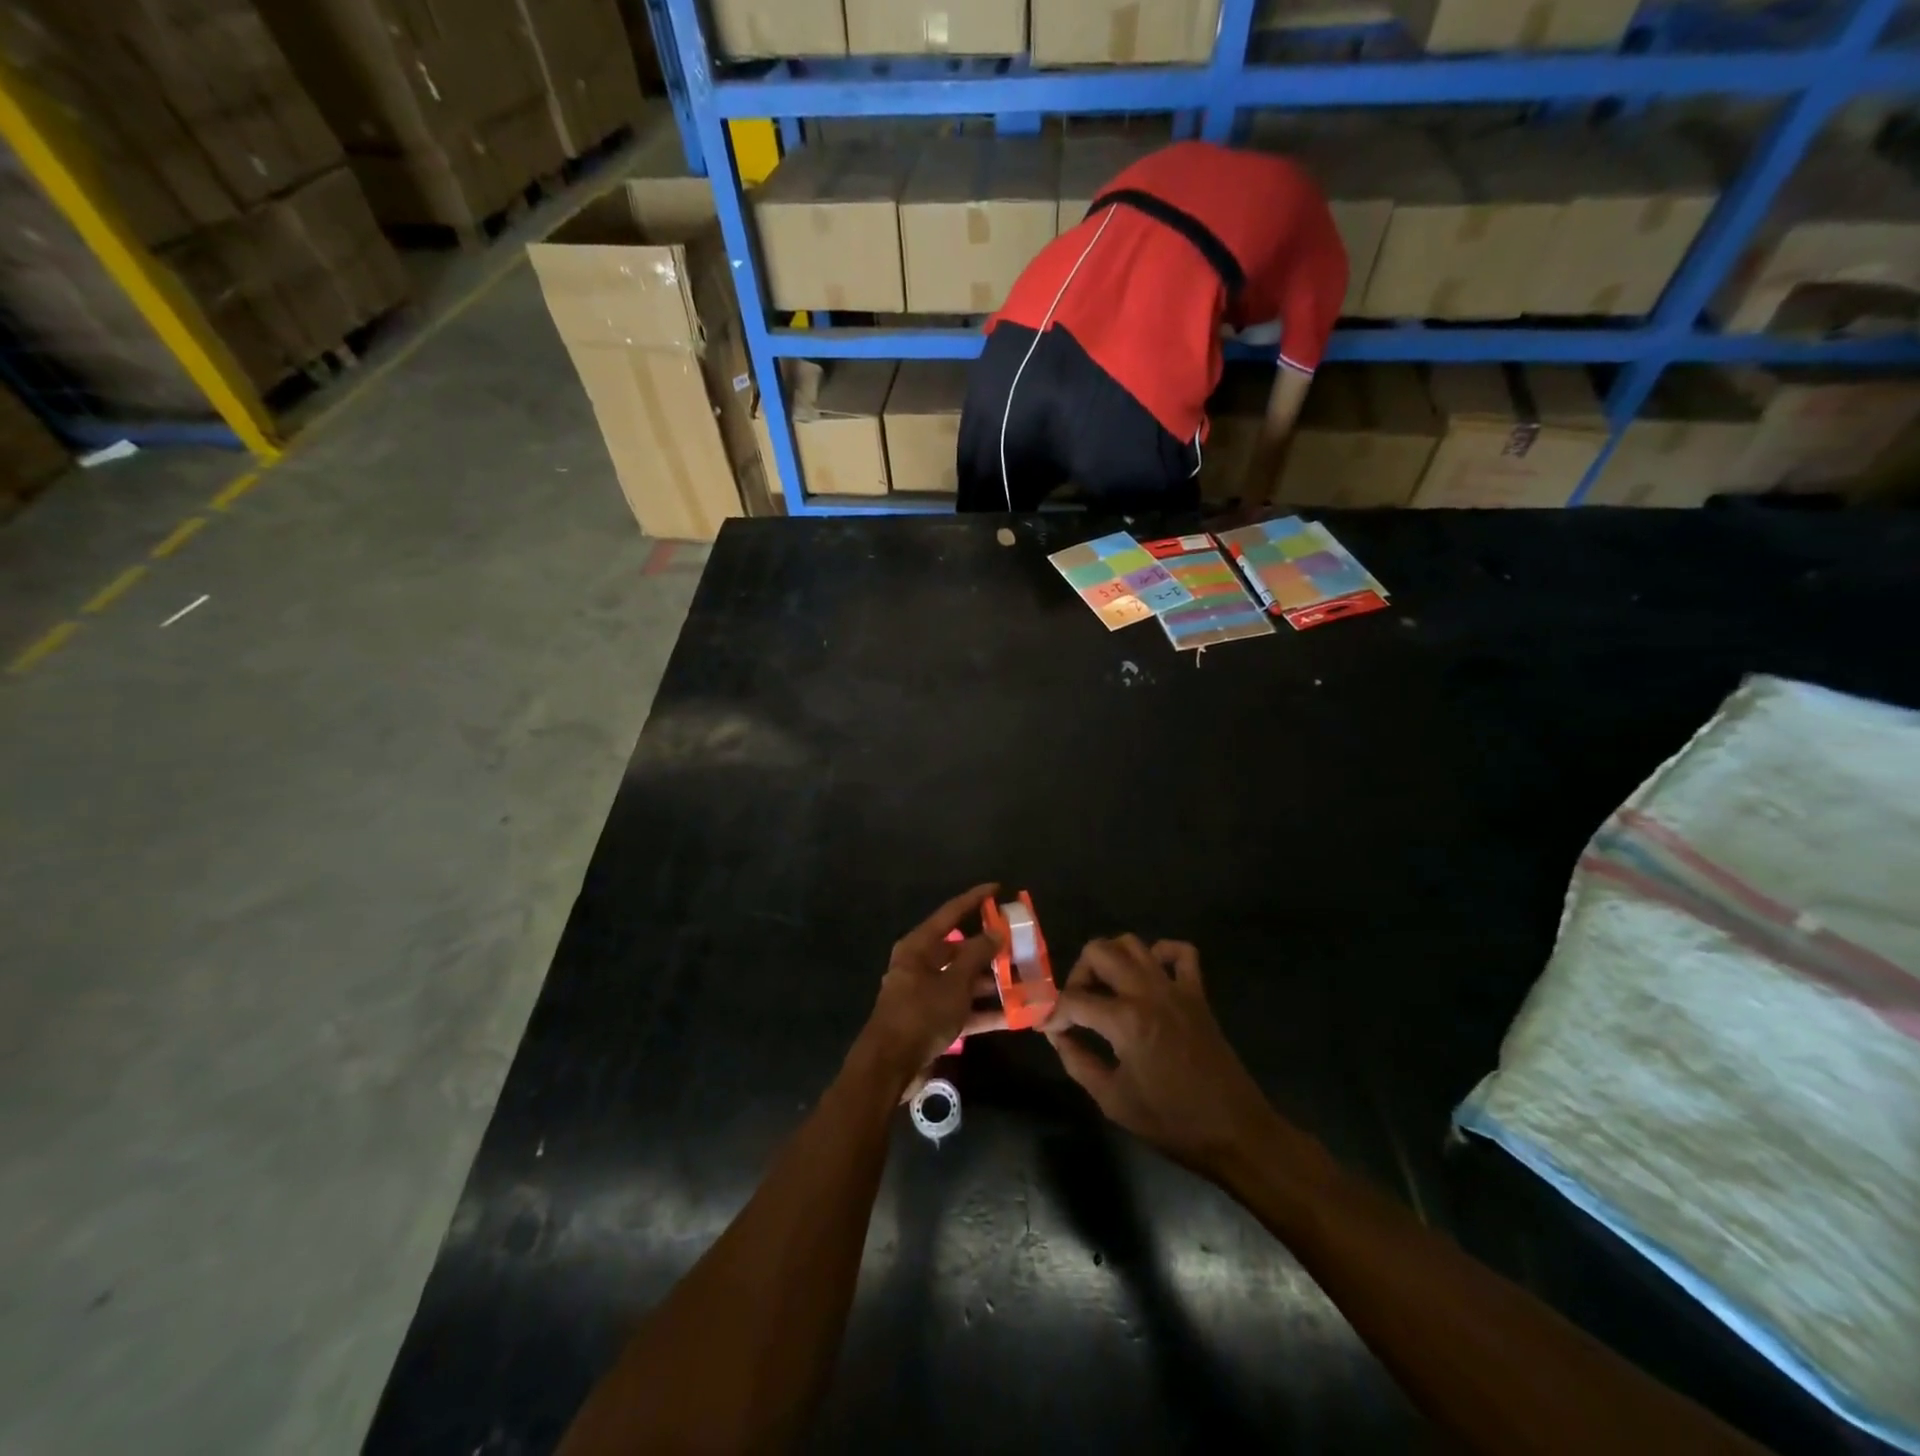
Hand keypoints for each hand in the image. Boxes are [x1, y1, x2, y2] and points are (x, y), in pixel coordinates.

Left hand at [857, 884, 1007, 1094]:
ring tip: (1026, 981)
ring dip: (993, 983)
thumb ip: (977, 955)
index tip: (998, 888)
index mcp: (918, 947)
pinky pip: (964, 1009)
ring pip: (965, 981)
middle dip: (991, 950)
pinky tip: (1016, 1016)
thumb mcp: (954, 982)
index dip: (974, 899)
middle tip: (1020, 945)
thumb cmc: (921, 1013)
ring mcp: (927, 994)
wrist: (890, 1067)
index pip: (950, 913)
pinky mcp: (933, 1021)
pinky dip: (986, 1011)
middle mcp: (921, 965)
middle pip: (960, 950)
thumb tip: (996, 931)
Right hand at [1044, 936, 1275, 1178]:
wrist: (1235, 1133)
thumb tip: (1056, 1036)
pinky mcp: (1197, 994)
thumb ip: (1078, 1061)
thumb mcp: (1113, 1100)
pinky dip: (1160, 953)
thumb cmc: (1171, 1123)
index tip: (1047, 1028)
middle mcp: (1148, 992)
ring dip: (1110, 959)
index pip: (1072, 1000)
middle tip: (1076, 1006)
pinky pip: (1180, 953)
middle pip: (1098, 952)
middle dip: (1078, 975)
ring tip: (1106, 990)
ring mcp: (1175, 988)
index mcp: (1125, 1020)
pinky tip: (1148, 976)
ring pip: (1133, 943)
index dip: (1052, 1013)